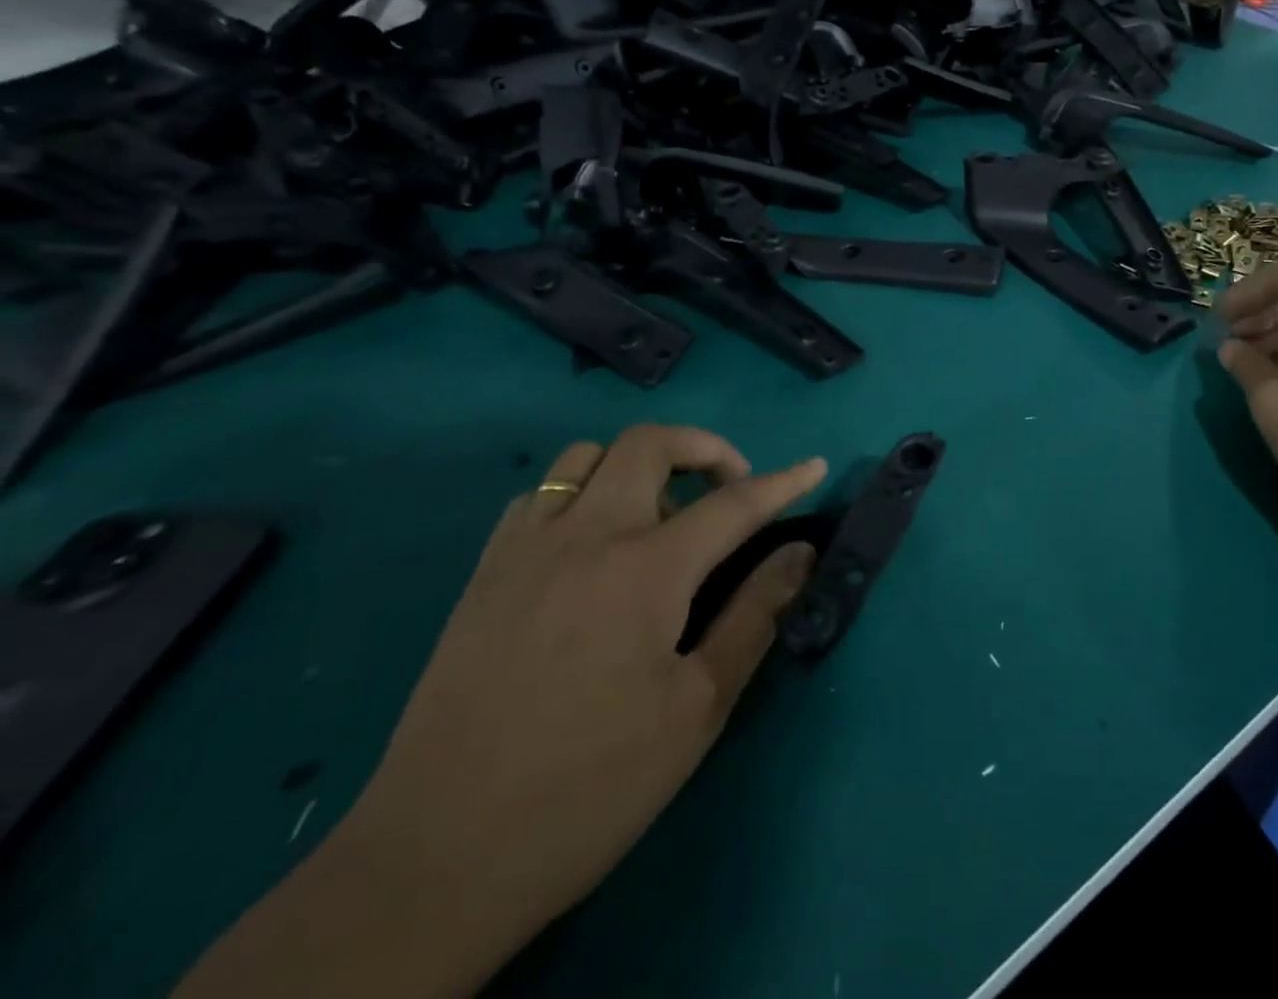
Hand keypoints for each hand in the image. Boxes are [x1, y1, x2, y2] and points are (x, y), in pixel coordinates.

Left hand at [345, 426, 824, 960]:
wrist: (438, 860)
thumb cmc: (590, 788)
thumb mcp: (696, 709)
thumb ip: (754, 616)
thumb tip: (799, 553)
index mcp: (646, 570)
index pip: (733, 504)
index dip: (783, 483)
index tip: (814, 467)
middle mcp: (585, 535)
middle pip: (651, 443)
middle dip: (705, 449)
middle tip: (729, 490)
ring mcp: (526, 548)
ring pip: (588, 456)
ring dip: (638, 465)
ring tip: (658, 517)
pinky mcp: (484, 573)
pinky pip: (539, 495)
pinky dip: (579, 494)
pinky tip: (589, 546)